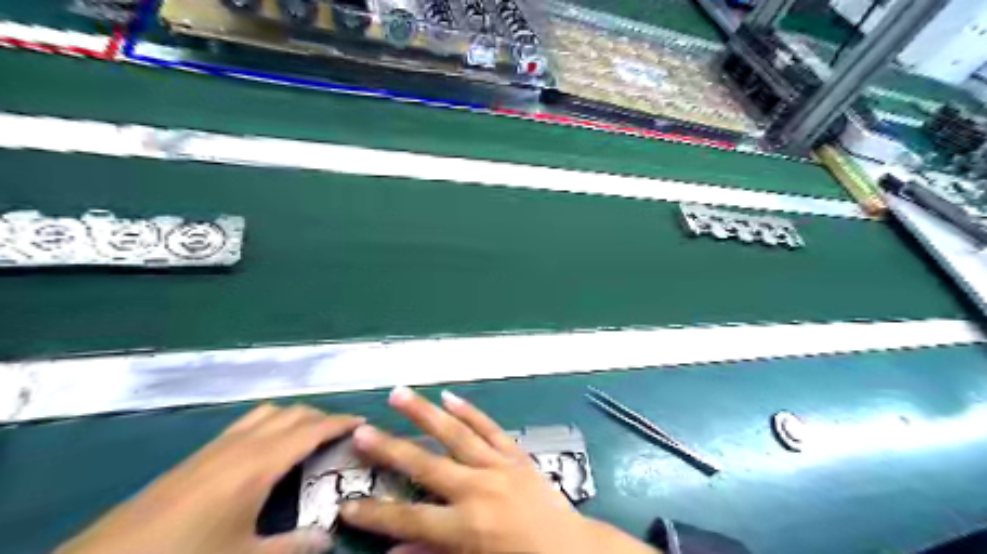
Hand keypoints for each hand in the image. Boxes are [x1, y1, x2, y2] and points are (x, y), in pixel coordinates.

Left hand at [53, 402, 361, 553]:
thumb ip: (292, 547)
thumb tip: (330, 539)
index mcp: (259, 464)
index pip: (312, 429)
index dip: (340, 422)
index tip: (363, 421)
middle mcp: (241, 444)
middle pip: (292, 413)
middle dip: (321, 416)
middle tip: (341, 434)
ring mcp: (216, 446)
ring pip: (267, 413)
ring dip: (294, 417)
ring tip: (309, 436)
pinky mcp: (197, 455)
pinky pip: (246, 424)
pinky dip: (270, 424)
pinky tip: (267, 450)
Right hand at [340, 387, 654, 553]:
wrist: (571, 551)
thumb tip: (392, 552)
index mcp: (465, 527)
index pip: (408, 520)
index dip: (375, 514)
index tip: (346, 503)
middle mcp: (477, 489)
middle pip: (424, 465)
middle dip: (389, 449)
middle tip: (361, 430)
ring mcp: (497, 466)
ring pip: (455, 434)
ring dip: (424, 413)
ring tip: (400, 394)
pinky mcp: (515, 454)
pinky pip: (489, 428)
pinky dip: (470, 411)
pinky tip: (450, 396)